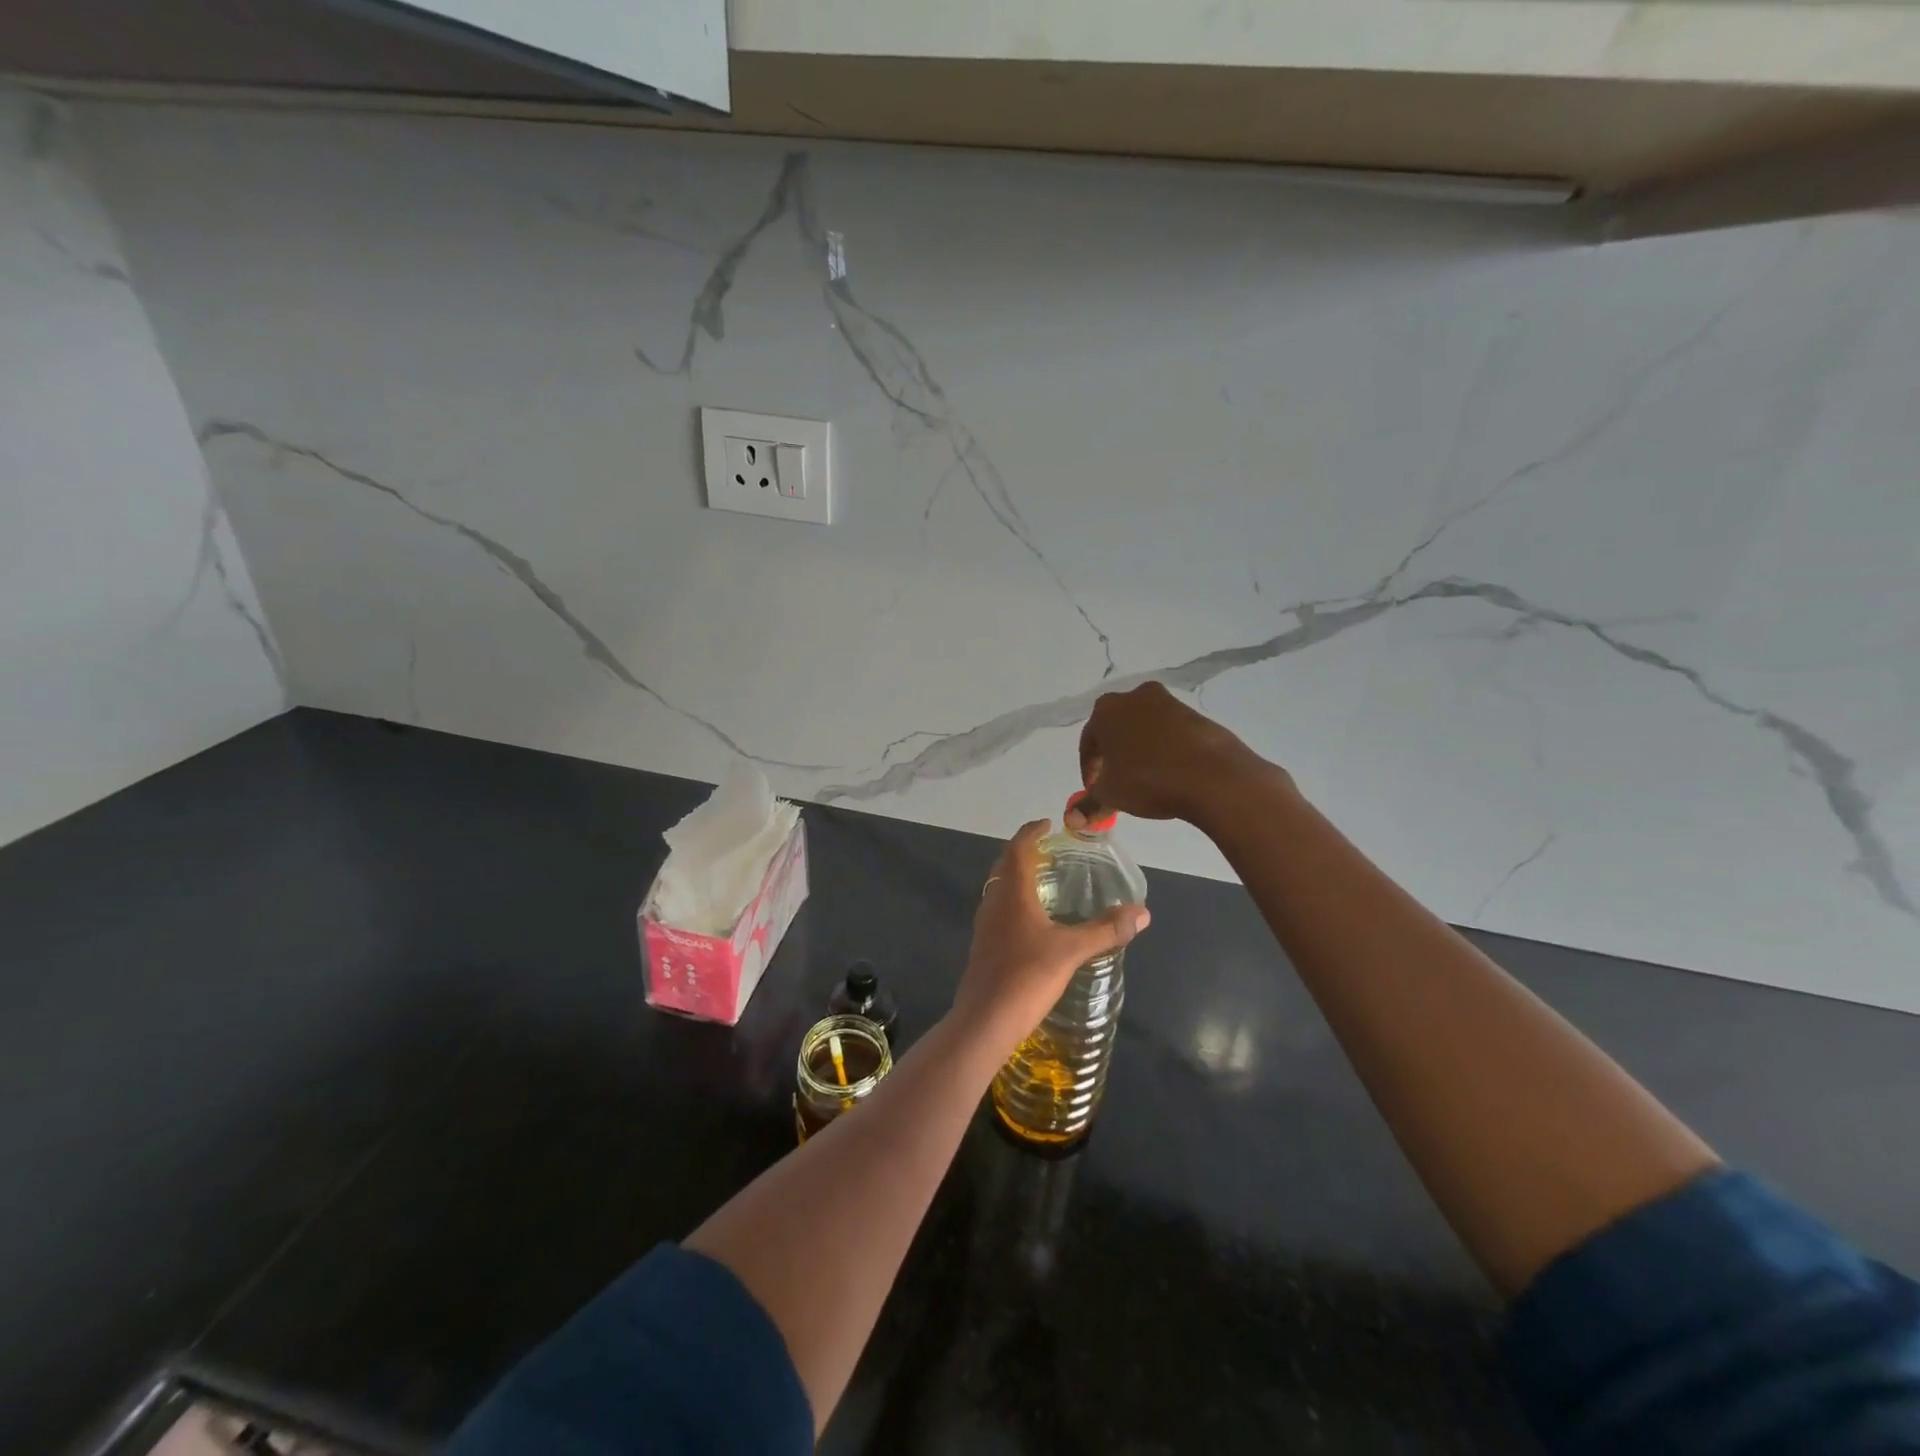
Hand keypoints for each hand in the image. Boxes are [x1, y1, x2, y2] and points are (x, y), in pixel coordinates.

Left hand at [951, 819, 1149, 1049]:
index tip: (1047, 824)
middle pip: (1004, 865)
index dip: (1030, 832)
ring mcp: (984, 926)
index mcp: (1012, 893)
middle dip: (1023, 852)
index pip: (1017, 849)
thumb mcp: (1071, 951)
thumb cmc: (1026, 977)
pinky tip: (1032, 922)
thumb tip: (1142, 912)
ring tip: (1044, 881)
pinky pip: (998, 910)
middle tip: (1049, 850)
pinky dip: (1014, 902)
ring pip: (999, 889)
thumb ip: (1105, 930)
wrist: (984, 1021)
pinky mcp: (983, 947)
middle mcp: (993, 902)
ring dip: (1017, 877)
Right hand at [1073, 681, 1272, 828]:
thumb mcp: (1111, 796)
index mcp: (1106, 710)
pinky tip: (1170, 773)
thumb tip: (1072, 820)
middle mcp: (1135, 697)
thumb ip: (1088, 805)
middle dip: (1113, 756)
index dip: (1089, 769)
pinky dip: (1164, 749)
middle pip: (1116, 729)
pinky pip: (1170, 732)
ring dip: (1140, 750)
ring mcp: (1169, 703)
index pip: (1088, 742)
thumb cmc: (1149, 780)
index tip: (1095, 791)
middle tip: (1117, 783)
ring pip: (1144, 728)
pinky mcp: (1196, 714)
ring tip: (1145, 779)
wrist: (1213, 775)